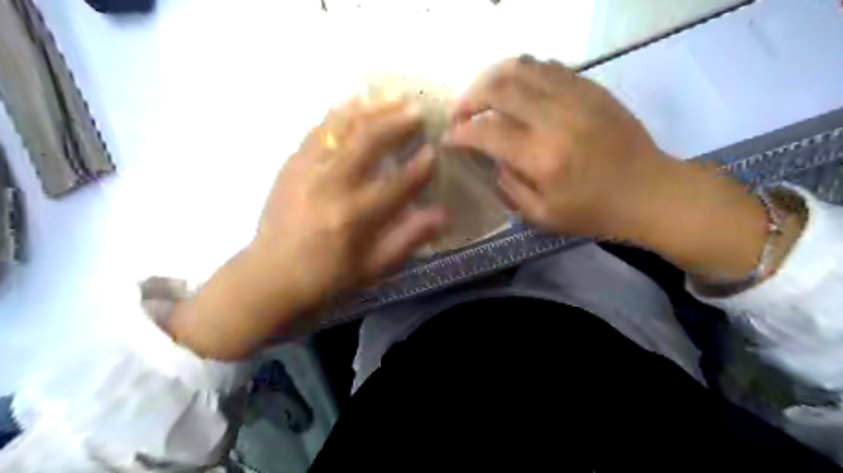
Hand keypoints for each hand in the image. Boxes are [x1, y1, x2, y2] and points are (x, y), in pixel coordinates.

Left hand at [257, 100, 447, 303]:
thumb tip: (443, 214)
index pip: (398, 182)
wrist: (270, 276)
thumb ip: (409, 238)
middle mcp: (332, 185)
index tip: (434, 151)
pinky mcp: (292, 164)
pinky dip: (340, 113)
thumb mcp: (374, 268)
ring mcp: (308, 169)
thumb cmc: (327, 277)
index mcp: (355, 216)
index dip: (420, 166)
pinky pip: (318, 129)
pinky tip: (355, 103)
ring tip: (392, 98)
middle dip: (398, 122)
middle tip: (418, 111)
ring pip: (343, 127)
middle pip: (369, 141)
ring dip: (371, 109)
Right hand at [443, 55, 794, 284]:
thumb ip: (509, 187)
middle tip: (460, 114)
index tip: (449, 138)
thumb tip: (492, 160)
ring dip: (492, 79)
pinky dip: (522, 74)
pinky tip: (516, 91)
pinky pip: (547, 67)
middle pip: (499, 87)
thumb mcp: (542, 216)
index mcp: (543, 158)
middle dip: (469, 98)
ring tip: (483, 97)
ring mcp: (576, 97)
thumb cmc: (594, 213)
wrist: (650, 191)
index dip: (460, 133)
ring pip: (522, 66)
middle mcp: (556, 119)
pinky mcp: (591, 88)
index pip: (487, 132)